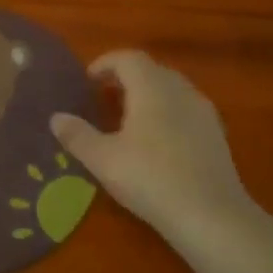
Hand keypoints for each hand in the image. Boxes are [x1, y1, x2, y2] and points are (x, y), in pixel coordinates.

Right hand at [51, 50, 256, 247]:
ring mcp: (203, 112)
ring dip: (147, 94)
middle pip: (152, 70)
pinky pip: (185, 110)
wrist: (210, 214)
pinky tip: (156, 141)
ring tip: (127, 118)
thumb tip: (56, 118)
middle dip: (126, 77)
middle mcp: (181, 91)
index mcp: (152, 88)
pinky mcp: (216, 135)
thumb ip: (77, 135)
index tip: (87, 79)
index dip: (105, 63)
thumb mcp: (103, 159)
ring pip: (172, 89)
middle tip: (103, 97)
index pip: (128, 58)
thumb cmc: (150, 179)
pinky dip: (166, 112)